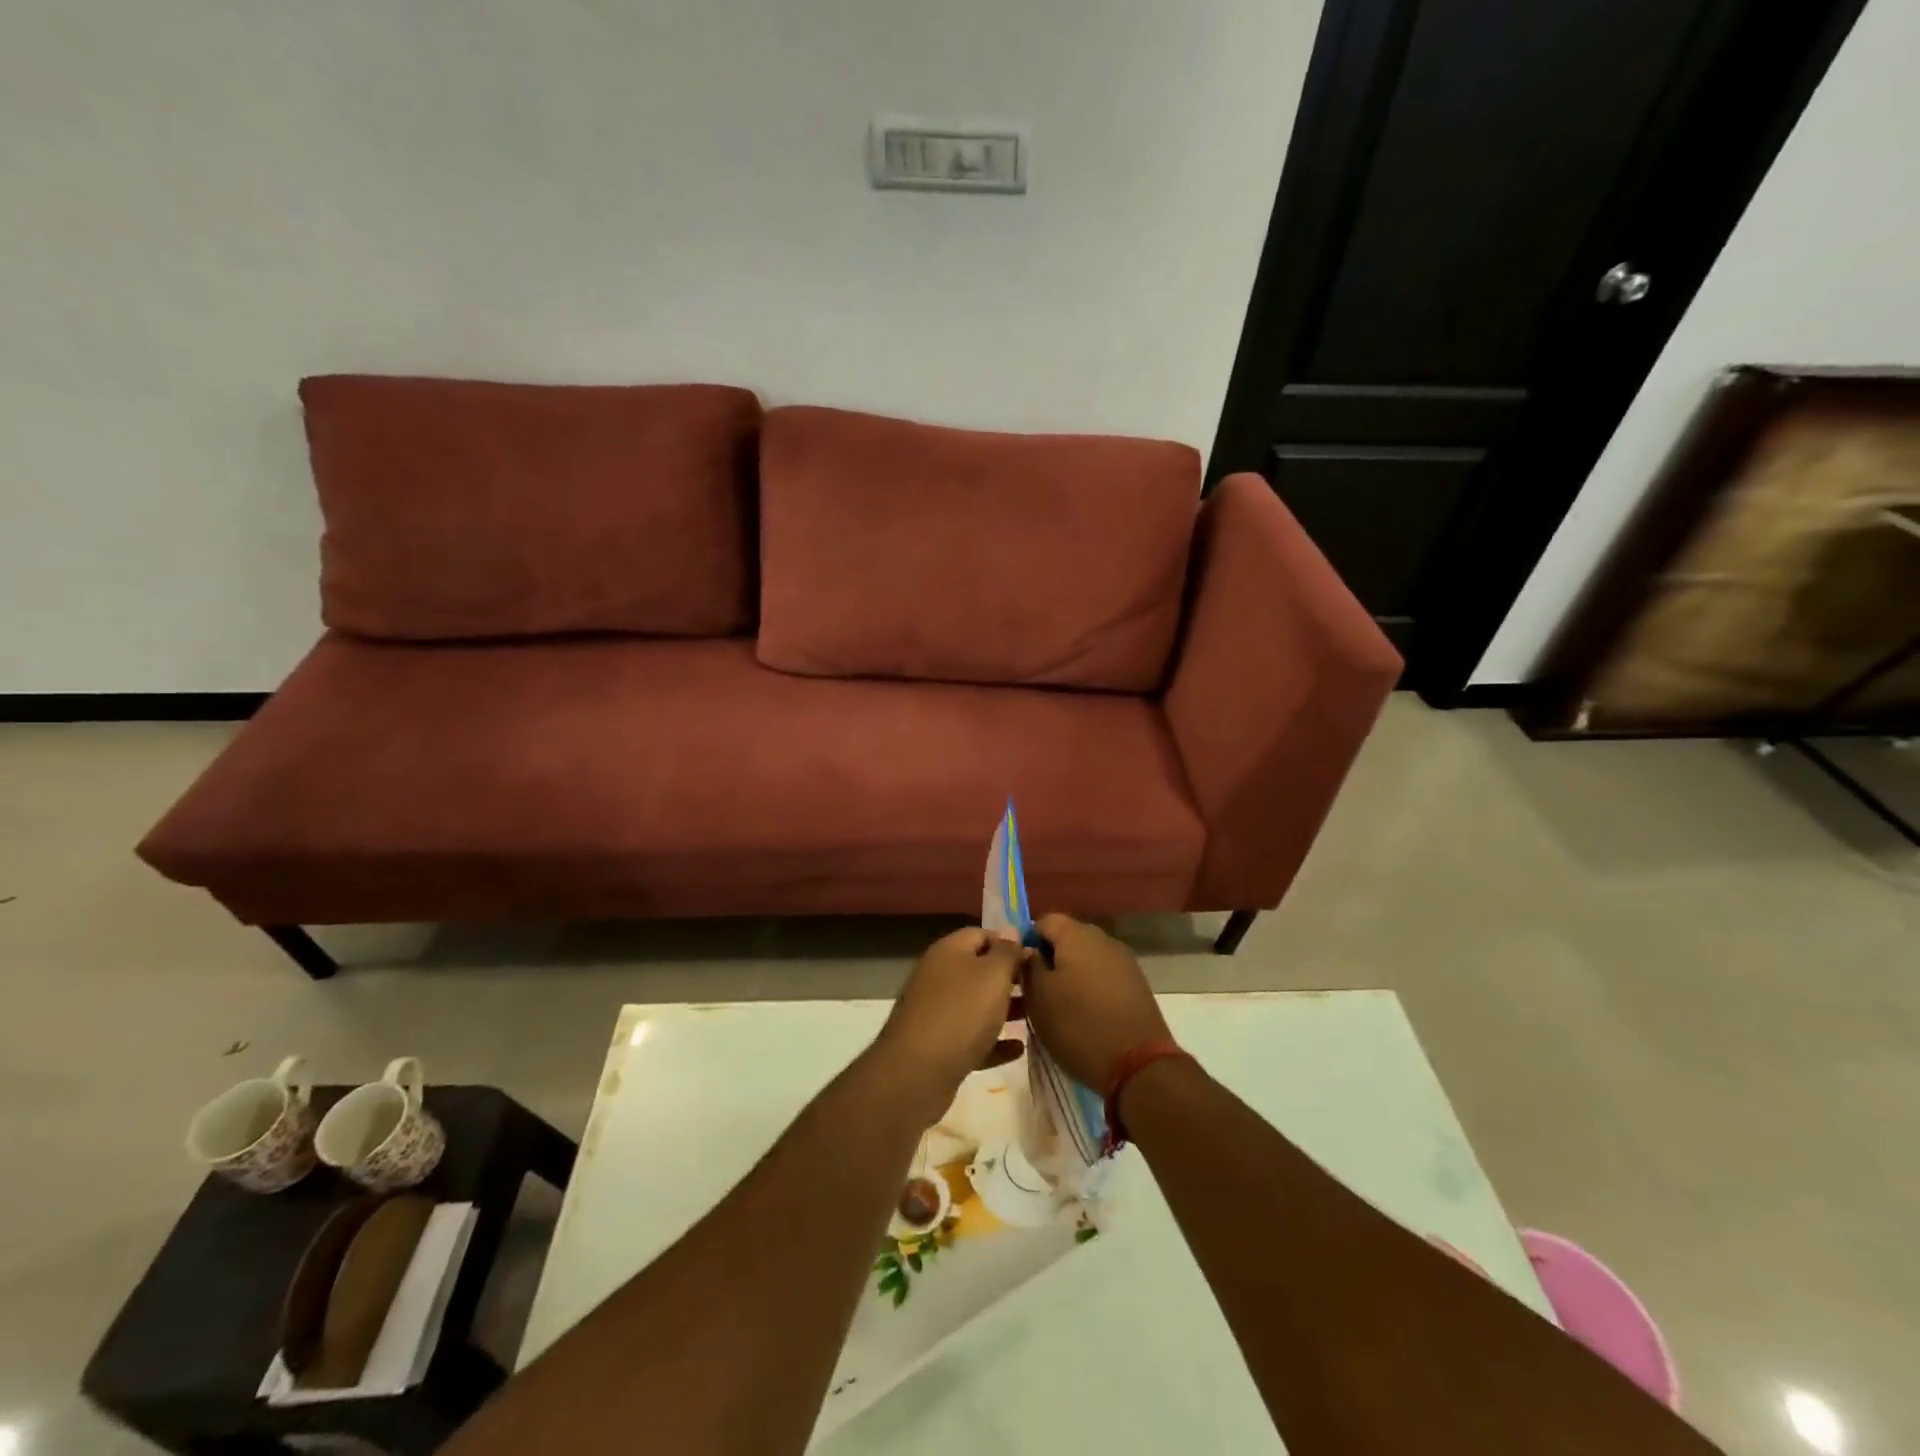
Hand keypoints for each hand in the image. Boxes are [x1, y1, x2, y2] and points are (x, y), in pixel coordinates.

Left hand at [874, 928, 1029, 1116]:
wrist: (918, 1072)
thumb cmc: (962, 1012)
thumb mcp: (993, 975)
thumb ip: (1007, 952)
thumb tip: (1012, 932)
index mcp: (948, 951)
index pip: (981, 934)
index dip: (1009, 942)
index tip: (1036, 957)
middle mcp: (938, 976)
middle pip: (979, 970)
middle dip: (1009, 978)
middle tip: (1040, 989)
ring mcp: (936, 1012)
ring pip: (976, 1005)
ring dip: (1004, 1010)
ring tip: (1035, 1017)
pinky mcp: (938, 1046)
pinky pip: (972, 1038)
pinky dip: (993, 1041)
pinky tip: (1018, 1049)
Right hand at [1023, 914, 1170, 1089]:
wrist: (1138, 1064)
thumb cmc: (1078, 1026)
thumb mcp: (1039, 998)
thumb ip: (1029, 966)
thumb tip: (1028, 950)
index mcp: (1076, 935)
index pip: (1043, 921)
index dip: (1026, 941)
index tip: (1017, 970)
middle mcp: (1103, 939)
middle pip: (1067, 938)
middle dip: (1048, 959)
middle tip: (1033, 990)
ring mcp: (1124, 961)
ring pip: (1086, 958)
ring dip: (1069, 974)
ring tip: (1057, 1005)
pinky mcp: (1136, 984)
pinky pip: (1103, 975)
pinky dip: (1089, 987)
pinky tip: (1083, 1013)